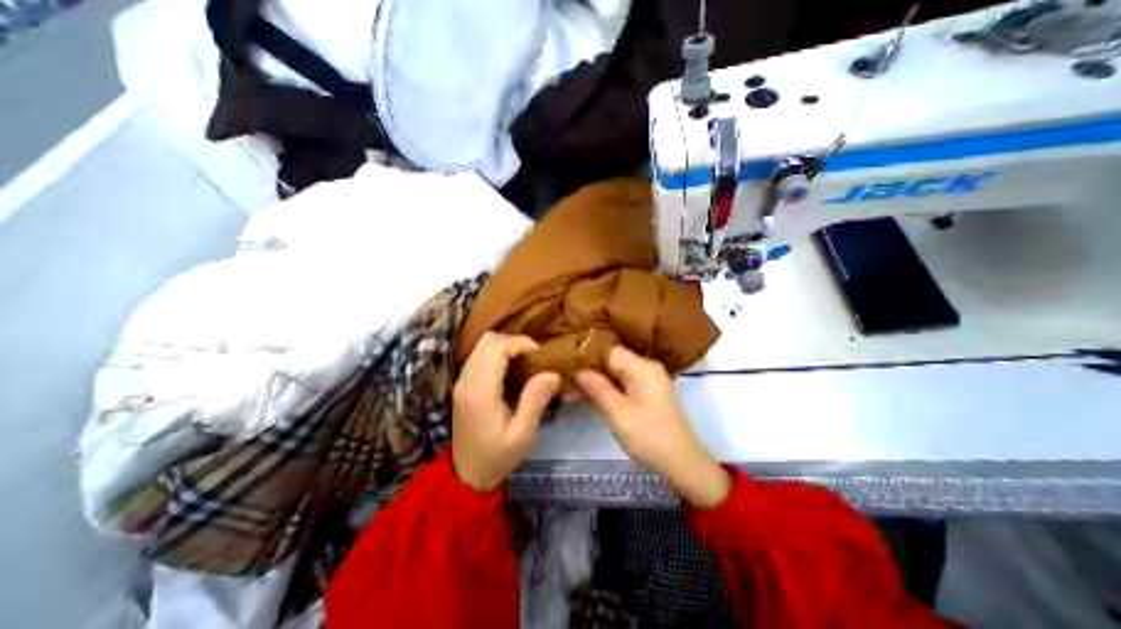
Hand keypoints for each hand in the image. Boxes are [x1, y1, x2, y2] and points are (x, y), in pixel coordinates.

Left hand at [452, 331, 560, 493]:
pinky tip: (511, 370)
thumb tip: (552, 373)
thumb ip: (535, 400)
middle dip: (514, 341)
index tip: (540, 355)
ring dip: (505, 346)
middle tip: (533, 357)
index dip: (521, 343)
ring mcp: (462, 380)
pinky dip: (497, 354)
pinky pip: (479, 355)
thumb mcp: (522, 434)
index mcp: (480, 391)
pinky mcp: (463, 384)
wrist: (467, 474)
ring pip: (482, 345)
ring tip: (524, 362)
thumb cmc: (497, 456)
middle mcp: (467, 380)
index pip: (497, 347)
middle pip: (487, 340)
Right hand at [572, 347, 732, 508]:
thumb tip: (577, 369)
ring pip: (613, 374)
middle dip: (587, 369)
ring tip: (566, 388)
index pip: (608, 350)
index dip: (586, 354)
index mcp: (642, 367)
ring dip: (593, 381)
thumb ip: (597, 387)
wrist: (681, 464)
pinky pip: (620, 384)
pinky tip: (582, 395)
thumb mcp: (618, 413)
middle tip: (560, 375)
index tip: (563, 358)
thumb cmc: (649, 436)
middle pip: (610, 361)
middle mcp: (645, 368)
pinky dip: (604, 390)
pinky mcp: (644, 393)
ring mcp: (646, 381)